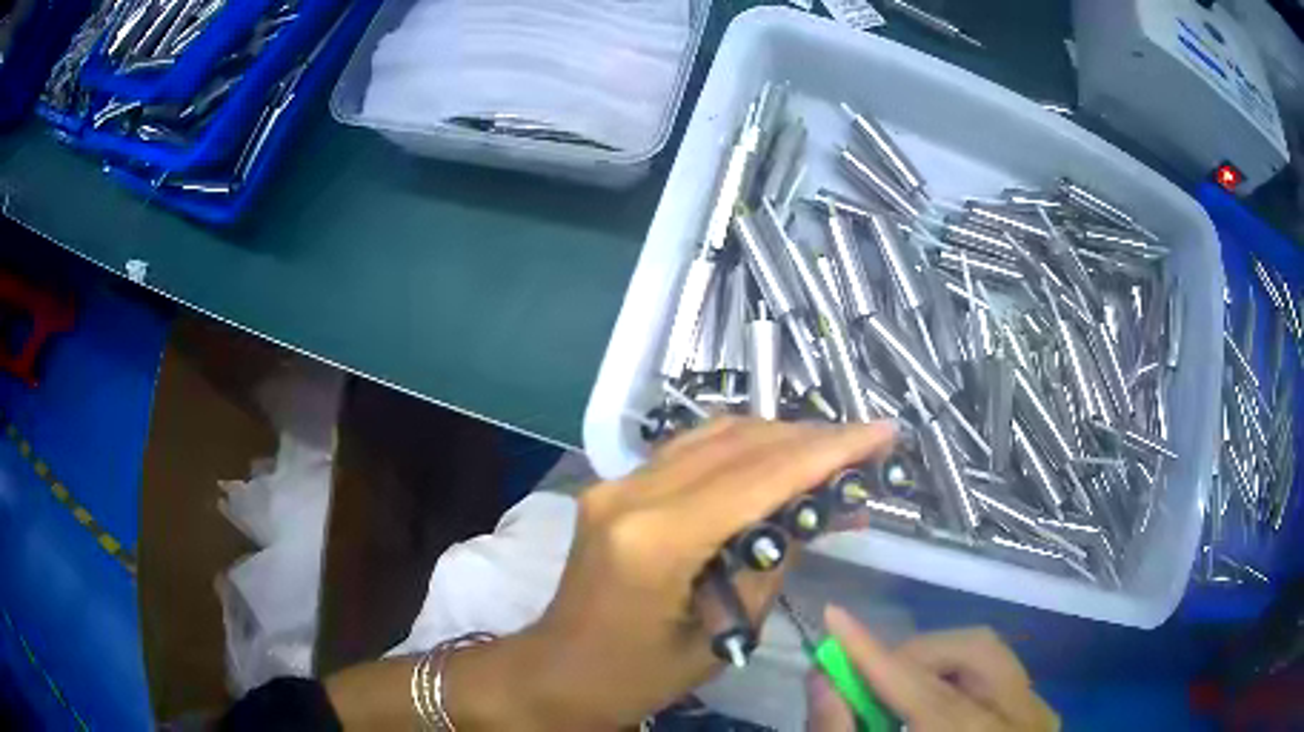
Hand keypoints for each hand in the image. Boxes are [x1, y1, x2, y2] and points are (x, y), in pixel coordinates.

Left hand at [504, 417, 895, 729]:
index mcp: (654, 539)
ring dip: (780, 437)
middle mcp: (630, 493)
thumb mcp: (718, 635)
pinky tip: (778, 459)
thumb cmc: (636, 675)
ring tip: (833, 450)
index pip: (759, 476)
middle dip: (811, 438)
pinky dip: (743, 449)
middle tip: (867, 442)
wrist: (558, 671)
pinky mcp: (616, 487)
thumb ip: (770, 564)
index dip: (828, 451)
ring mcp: (617, 483)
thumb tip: (817, 511)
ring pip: (714, 436)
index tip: (881, 433)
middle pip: (738, 444)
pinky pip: (690, 452)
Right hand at [805, 607, 1058, 731]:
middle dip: (915, 655)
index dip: (871, 651)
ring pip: (990, 655)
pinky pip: (1001, 675)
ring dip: (938, 663)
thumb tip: (821, 679)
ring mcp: (1037, 715)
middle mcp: (1019, 720)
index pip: (918, 684)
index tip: (834, 615)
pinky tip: (934, 710)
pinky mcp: (1040, 715)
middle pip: (972, 651)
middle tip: (873, 679)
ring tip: (901, 695)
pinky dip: (960, 679)